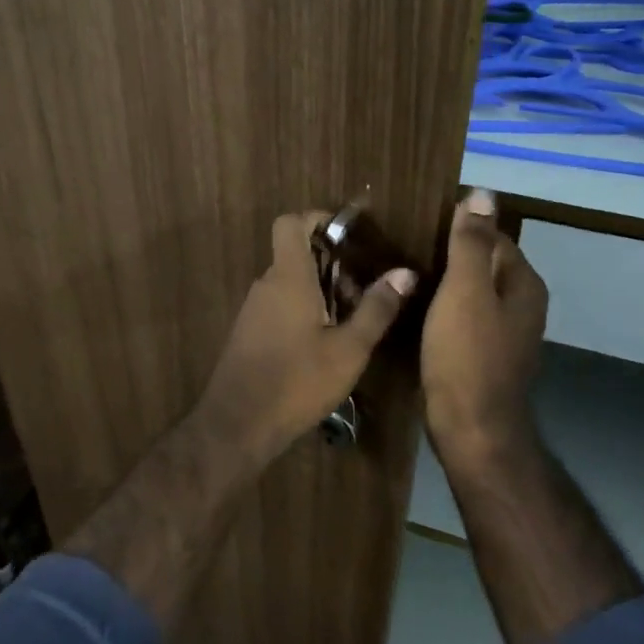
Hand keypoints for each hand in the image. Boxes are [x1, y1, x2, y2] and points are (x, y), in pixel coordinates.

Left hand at [190, 212, 418, 461]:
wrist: (238, 424)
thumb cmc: (297, 381)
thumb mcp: (349, 349)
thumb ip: (376, 308)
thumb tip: (405, 273)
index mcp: (288, 277)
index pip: (290, 223)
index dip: (317, 219)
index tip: (348, 236)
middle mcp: (266, 285)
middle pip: (296, 254)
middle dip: (332, 265)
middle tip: (362, 295)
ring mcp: (254, 309)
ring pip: (290, 283)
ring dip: (321, 292)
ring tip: (350, 326)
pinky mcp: (249, 333)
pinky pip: (279, 305)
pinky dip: (304, 311)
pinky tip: (324, 346)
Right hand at [422, 188, 547, 464]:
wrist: (470, 429)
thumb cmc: (467, 356)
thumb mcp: (465, 291)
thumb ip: (472, 242)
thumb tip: (482, 193)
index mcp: (523, 284)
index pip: (492, 237)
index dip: (458, 227)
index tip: (418, 224)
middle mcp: (521, 305)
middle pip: (482, 265)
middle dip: (447, 254)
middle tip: (402, 247)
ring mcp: (504, 334)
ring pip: (469, 294)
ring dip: (441, 283)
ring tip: (401, 273)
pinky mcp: (483, 356)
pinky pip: (461, 319)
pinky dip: (440, 310)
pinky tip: (413, 309)